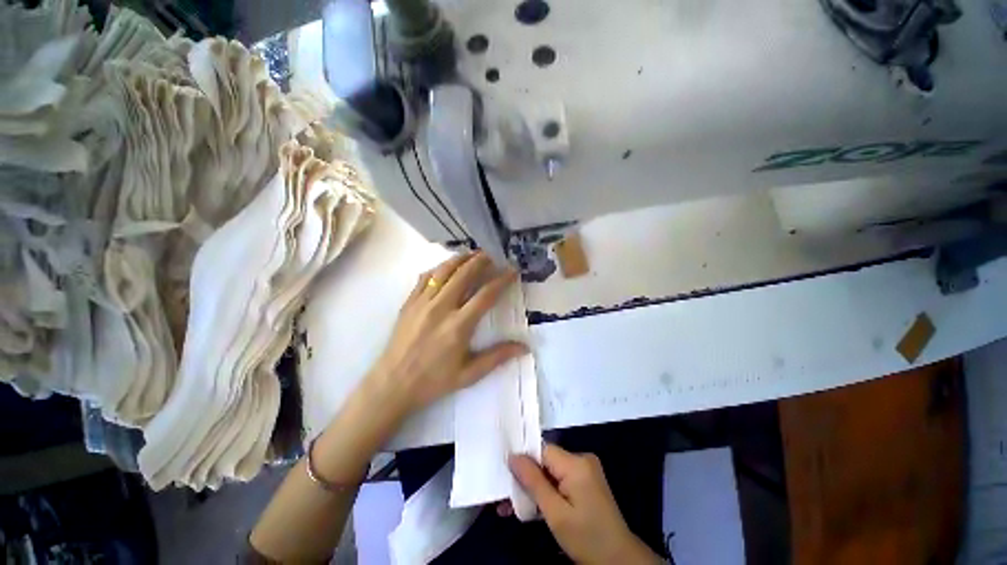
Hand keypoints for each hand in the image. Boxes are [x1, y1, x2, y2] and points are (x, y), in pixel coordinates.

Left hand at [366, 252, 527, 416]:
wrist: (392, 384)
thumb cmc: (434, 381)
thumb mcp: (469, 374)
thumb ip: (497, 357)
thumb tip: (525, 347)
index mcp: (458, 325)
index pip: (485, 294)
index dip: (501, 279)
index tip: (512, 270)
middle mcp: (441, 308)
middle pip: (464, 274)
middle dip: (481, 261)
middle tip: (493, 255)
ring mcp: (422, 302)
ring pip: (444, 271)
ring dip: (460, 259)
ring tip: (473, 254)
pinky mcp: (409, 302)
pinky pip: (425, 277)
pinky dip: (439, 268)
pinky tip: (446, 267)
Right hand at [509, 445, 661, 564]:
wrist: (619, 559)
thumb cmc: (586, 538)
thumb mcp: (555, 514)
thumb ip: (533, 482)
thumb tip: (513, 456)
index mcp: (576, 463)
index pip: (542, 450)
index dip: (524, 461)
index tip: (506, 477)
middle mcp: (582, 459)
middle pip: (546, 460)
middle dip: (527, 479)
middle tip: (507, 499)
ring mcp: (586, 469)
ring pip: (551, 471)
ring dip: (535, 488)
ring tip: (515, 506)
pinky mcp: (586, 480)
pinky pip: (560, 478)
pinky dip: (547, 491)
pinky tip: (534, 506)